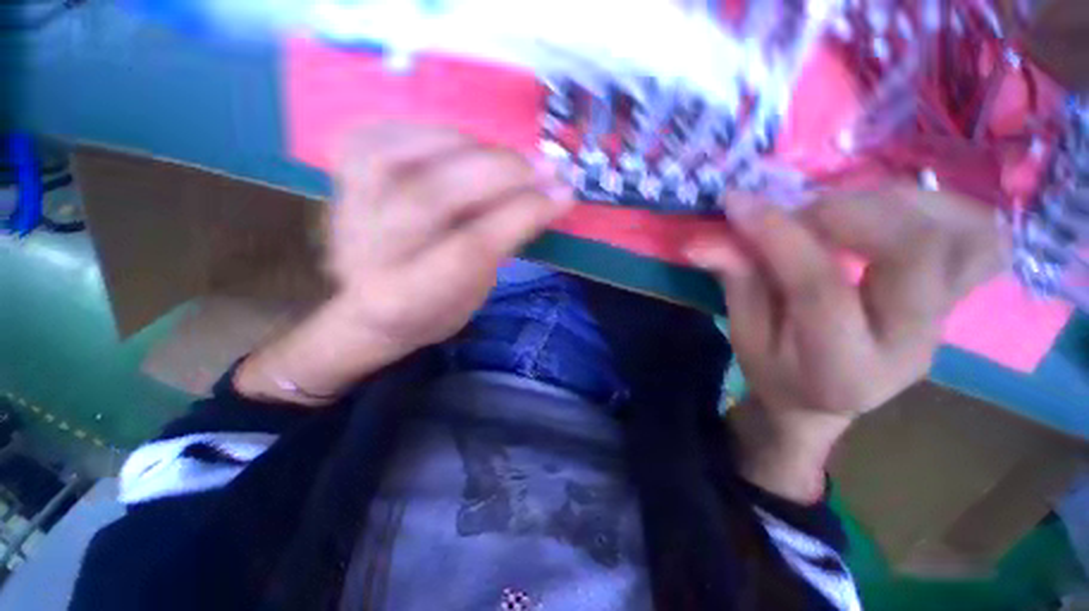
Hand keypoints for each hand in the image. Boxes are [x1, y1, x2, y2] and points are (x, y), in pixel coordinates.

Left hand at [326, 123, 572, 351]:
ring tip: (508, 160)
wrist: (370, 308)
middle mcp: (370, 250)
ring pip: (412, 156)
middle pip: (438, 194)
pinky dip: (434, 133)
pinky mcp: (341, 175)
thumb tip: (548, 193)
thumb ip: (504, 243)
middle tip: (546, 166)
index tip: (563, 194)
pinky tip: (462, 147)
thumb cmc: (435, 308)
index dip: (522, 213)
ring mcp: (348, 205)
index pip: (472, 245)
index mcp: (407, 296)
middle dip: (504, 173)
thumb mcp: (477, 292)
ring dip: (474, 149)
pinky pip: (388, 132)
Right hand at [686, 186, 1005, 499]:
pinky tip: (895, 212)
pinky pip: (983, 238)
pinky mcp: (961, 298)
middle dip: (849, 211)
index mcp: (840, 368)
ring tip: (845, 209)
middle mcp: (909, 345)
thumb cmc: (777, 372)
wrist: (827, 397)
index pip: (818, 288)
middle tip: (802, 211)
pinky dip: (944, 208)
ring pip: (962, 236)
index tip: (737, 202)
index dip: (777, 235)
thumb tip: (704, 240)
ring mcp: (947, 319)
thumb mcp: (744, 336)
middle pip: (913, 254)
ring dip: (899, 202)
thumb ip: (735, 282)